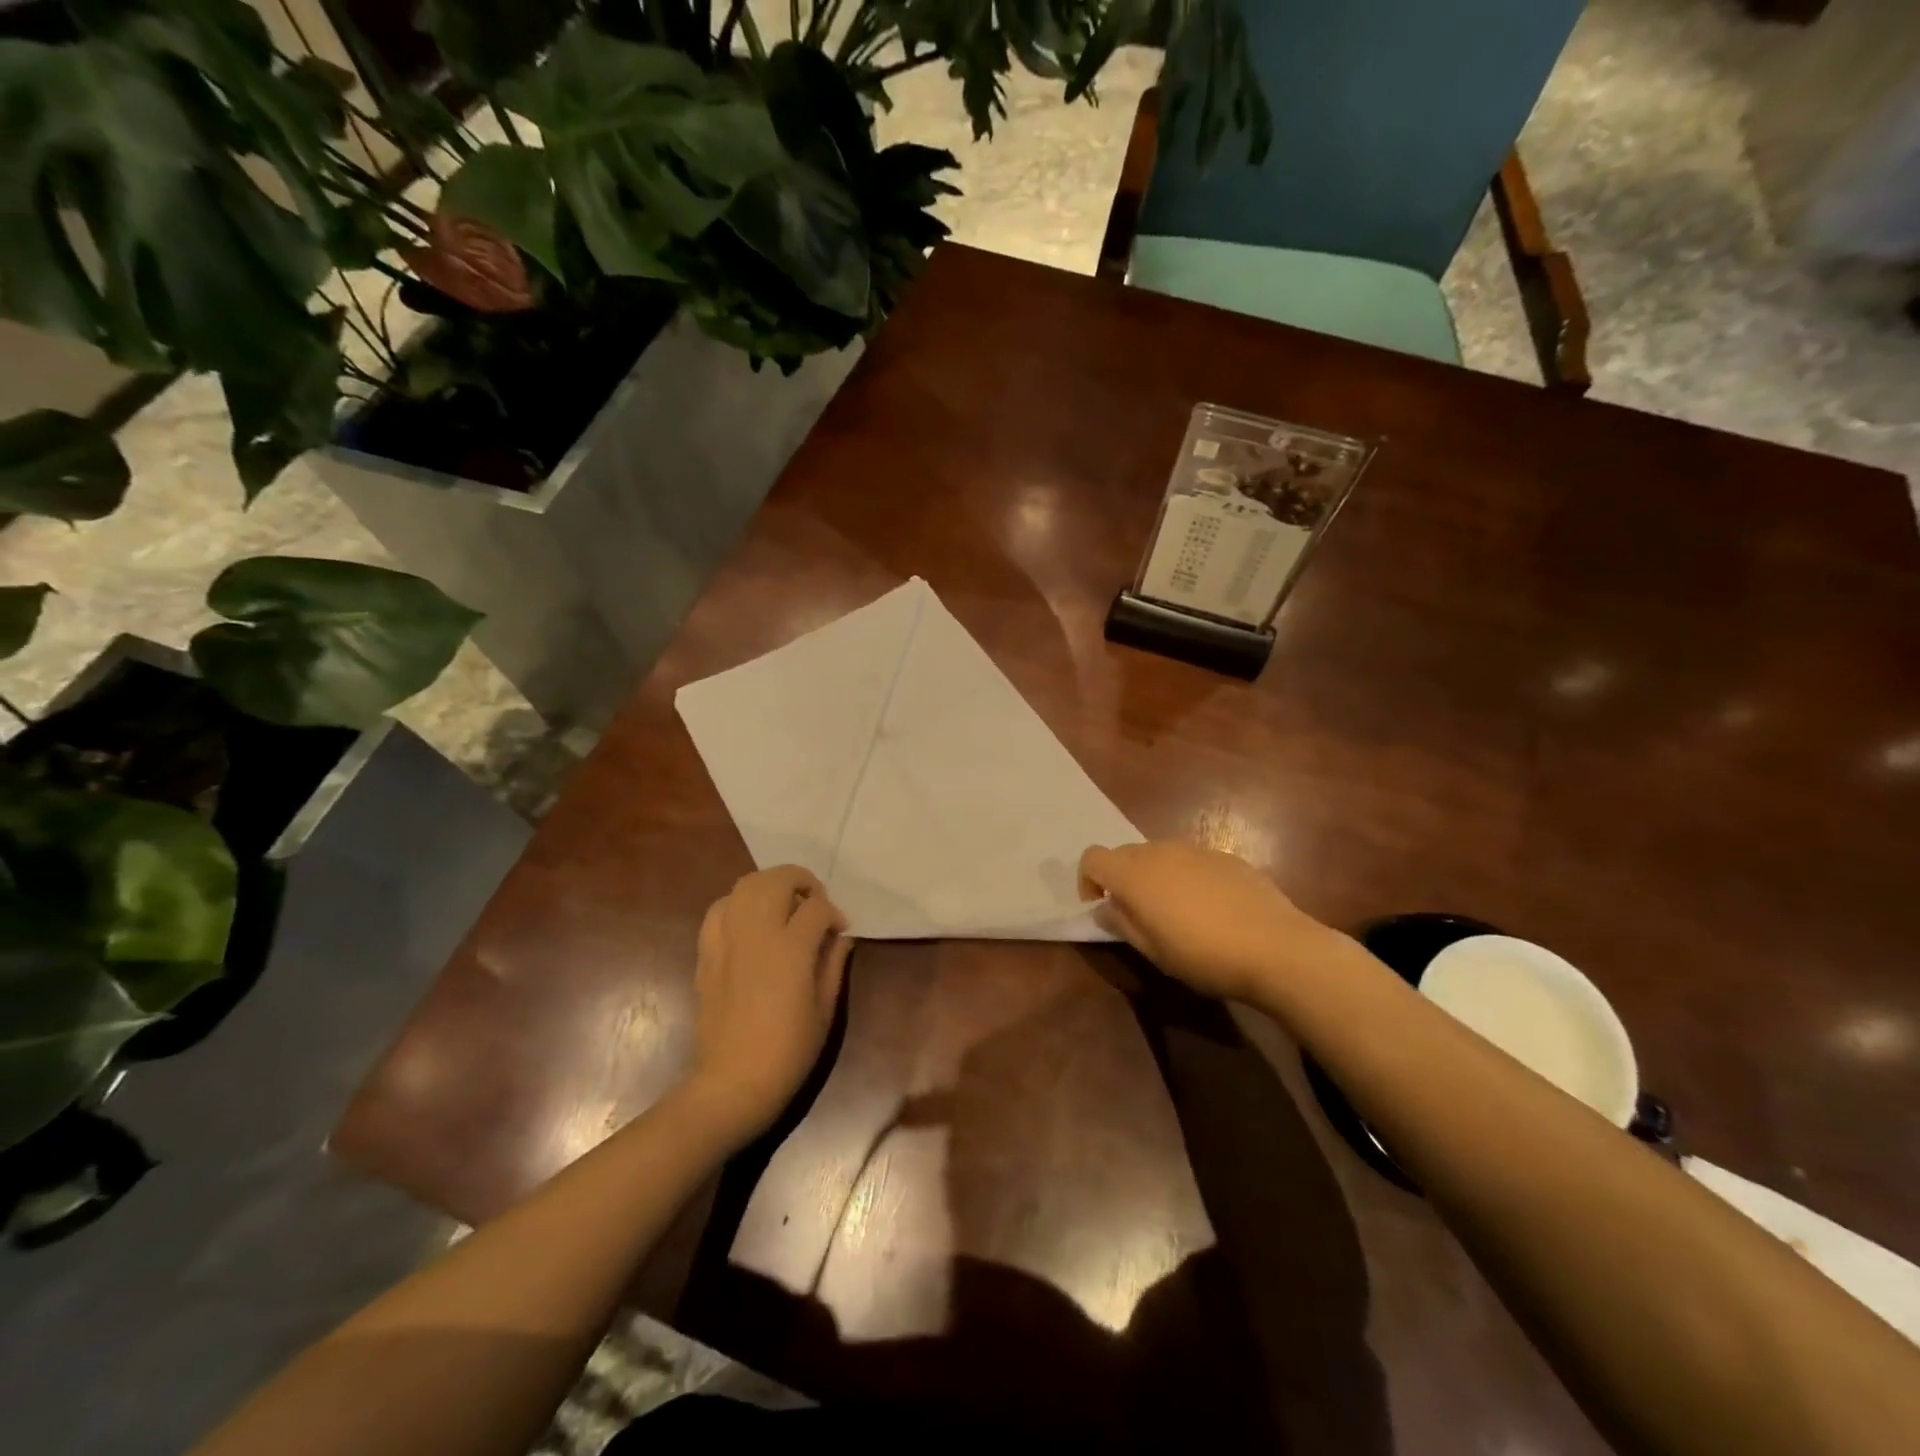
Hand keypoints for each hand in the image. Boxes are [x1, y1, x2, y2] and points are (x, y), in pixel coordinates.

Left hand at [685, 865, 850, 1143]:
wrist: (733, 1083)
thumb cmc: (789, 1051)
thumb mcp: (825, 1009)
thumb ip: (833, 963)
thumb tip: (840, 936)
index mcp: (791, 949)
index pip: (817, 907)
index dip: (834, 913)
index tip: (839, 929)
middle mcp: (756, 934)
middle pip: (777, 879)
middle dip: (802, 881)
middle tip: (813, 903)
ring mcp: (727, 940)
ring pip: (745, 885)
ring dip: (769, 886)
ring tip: (783, 905)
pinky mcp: (707, 953)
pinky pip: (719, 909)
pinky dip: (738, 904)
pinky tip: (750, 923)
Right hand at [1079, 841, 1332, 1002]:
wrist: (1275, 947)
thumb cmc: (1203, 955)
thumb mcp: (1153, 951)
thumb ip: (1122, 924)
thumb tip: (1105, 909)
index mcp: (1133, 874)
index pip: (1092, 858)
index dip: (1088, 881)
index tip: (1102, 908)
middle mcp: (1159, 851)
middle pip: (1124, 854)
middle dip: (1121, 878)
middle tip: (1138, 915)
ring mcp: (1194, 850)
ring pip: (1158, 855)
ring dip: (1154, 876)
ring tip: (1175, 912)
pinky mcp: (1224, 856)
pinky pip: (1190, 860)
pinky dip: (1186, 876)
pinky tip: (1210, 908)